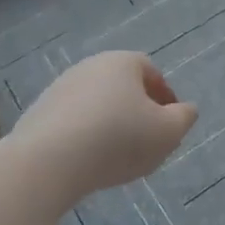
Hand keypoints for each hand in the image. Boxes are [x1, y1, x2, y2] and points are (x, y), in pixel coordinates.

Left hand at [9, 51, 197, 199]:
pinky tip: (87, 162)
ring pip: (96, 104)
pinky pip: (72, 122)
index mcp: (123, 62)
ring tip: (116, 156)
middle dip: (137, 110)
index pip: (151, 72)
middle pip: (122, 87)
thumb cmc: (117, 140)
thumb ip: (184, 118)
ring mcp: (60, 88)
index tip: (170, 123)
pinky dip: (84, 136)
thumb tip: (186, 109)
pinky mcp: (38, 113)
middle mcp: (90, 66)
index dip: (165, 97)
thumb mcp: (167, 133)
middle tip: (146, 140)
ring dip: (109, 124)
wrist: (47, 162)